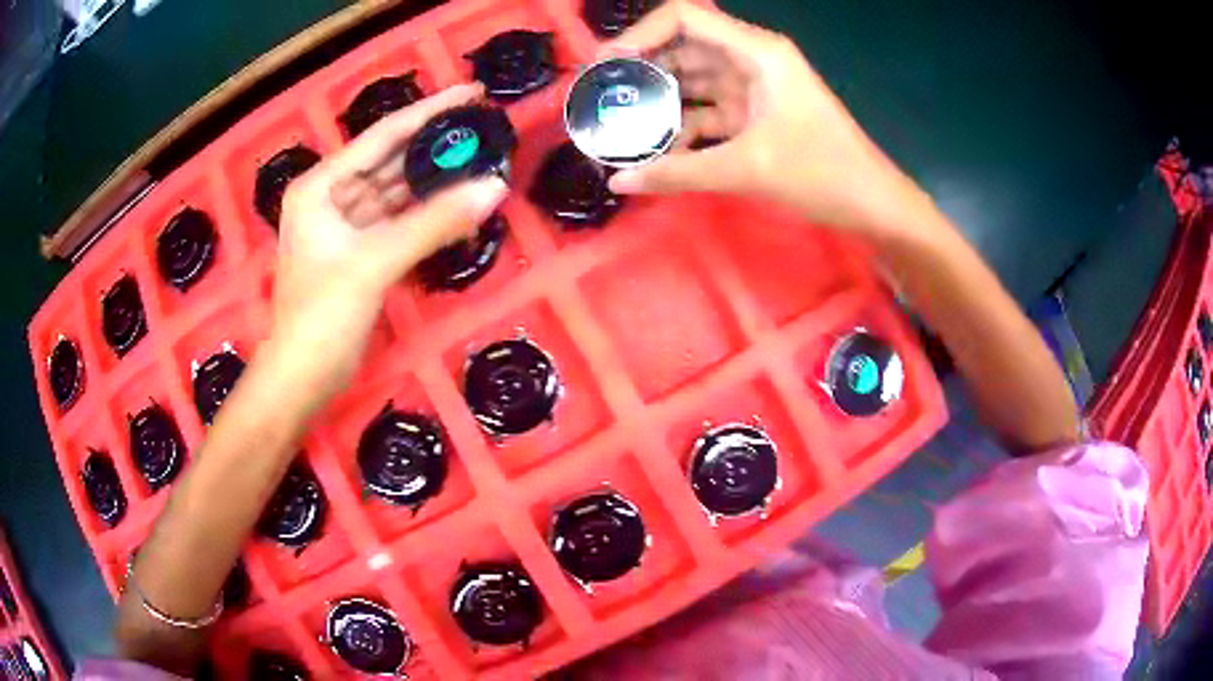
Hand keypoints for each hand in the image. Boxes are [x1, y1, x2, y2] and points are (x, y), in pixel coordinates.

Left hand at [267, 84, 506, 406]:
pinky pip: (400, 222)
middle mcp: (331, 197)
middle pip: (391, 161)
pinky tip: (460, 205)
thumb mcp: (375, 262)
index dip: (430, 112)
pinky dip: (428, 216)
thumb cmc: (322, 315)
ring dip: (436, 182)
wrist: (303, 378)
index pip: (382, 136)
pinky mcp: (360, 253)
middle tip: (486, 131)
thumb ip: (435, 223)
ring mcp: (346, 226)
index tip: (474, 93)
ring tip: (483, 163)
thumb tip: (495, 188)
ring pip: (398, 192)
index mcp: (321, 185)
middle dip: (436, 147)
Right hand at [601, 2, 927, 233]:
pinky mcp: (756, 115)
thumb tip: (618, 180)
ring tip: (617, 123)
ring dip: (659, 100)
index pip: (686, 18)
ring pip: (693, 81)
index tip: (606, 66)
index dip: (640, 34)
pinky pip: (708, 110)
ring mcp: (754, 87)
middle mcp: (752, 59)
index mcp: (757, 51)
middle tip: (601, 97)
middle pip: (684, 47)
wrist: (872, 204)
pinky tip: (657, 150)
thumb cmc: (823, 174)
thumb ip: (678, 172)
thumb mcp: (747, 169)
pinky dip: (683, 127)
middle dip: (642, 69)